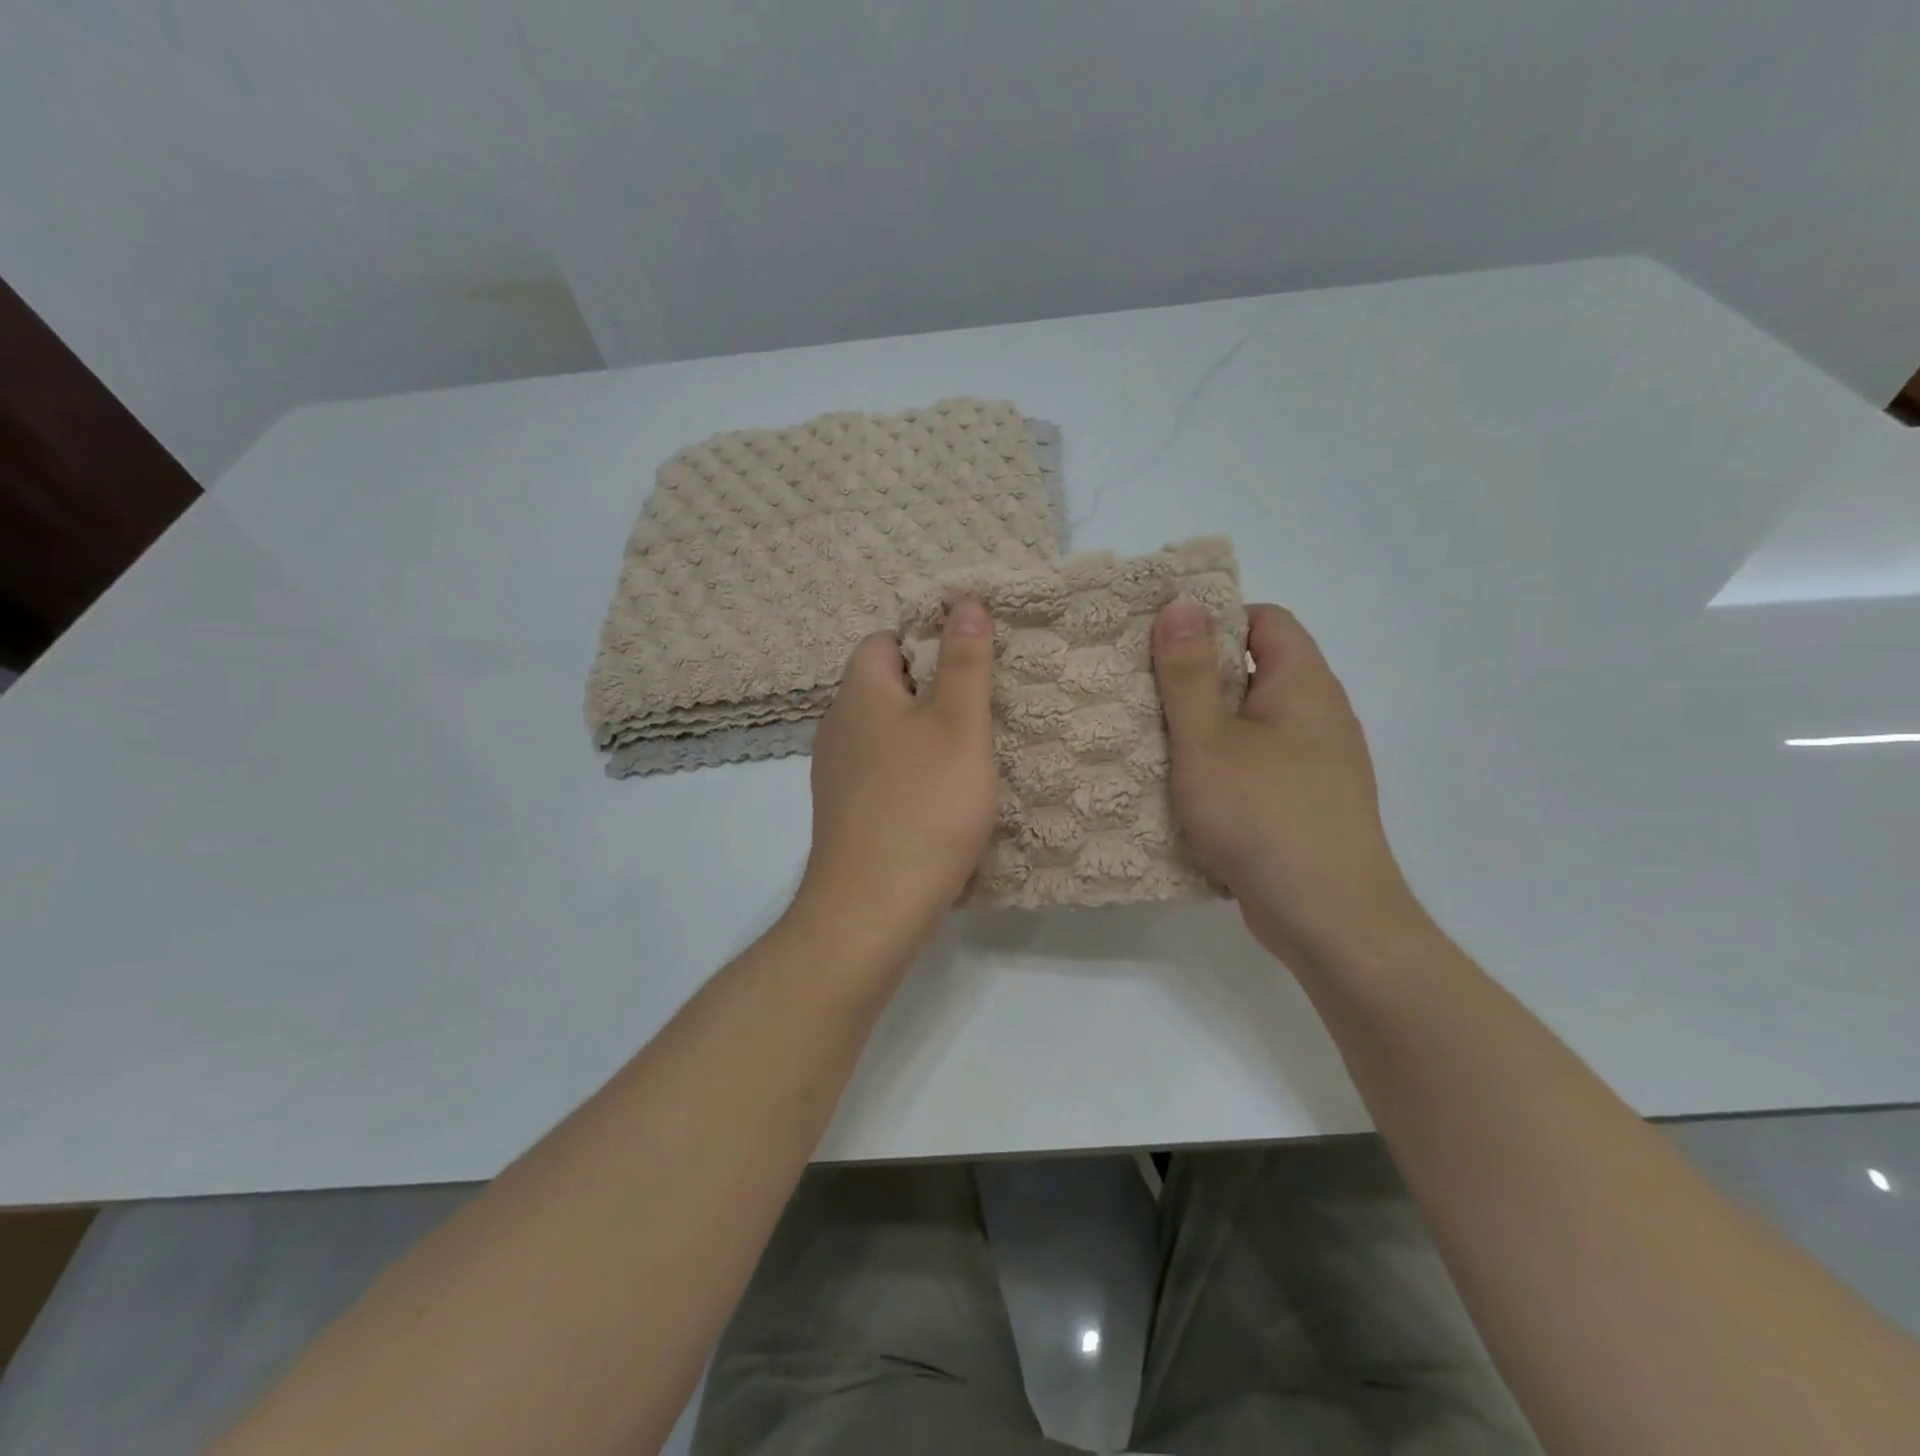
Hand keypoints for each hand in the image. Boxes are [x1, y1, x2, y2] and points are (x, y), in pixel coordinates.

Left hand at [794, 598, 1000, 961]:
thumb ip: (965, 661)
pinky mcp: (845, 814)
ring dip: (925, 737)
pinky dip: (912, 775)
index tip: (971, 661)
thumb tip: (965, 600)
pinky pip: (882, 774)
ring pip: (885, 735)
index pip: (884, 640)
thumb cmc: (924, 805)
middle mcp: (837, 727)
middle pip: (885, 687)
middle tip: (983, 708)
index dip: (926, 640)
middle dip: (933, 690)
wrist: (872, 907)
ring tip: (973, 754)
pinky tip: (944, 800)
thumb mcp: (959, 724)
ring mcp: (836, 775)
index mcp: (859, 694)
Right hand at [1152, 598, 1424, 967]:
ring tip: (1150, 734)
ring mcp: (1317, 761)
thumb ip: (1189, 672)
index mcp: (1303, 684)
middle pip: (1256, 669)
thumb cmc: (1263, 816)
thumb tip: (1180, 601)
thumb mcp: (1208, 741)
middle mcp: (1319, 713)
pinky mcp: (1306, 800)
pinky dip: (1223, 762)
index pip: (1264, 619)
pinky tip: (1185, 785)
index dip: (1214, 619)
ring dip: (1206, 724)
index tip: (1161, 641)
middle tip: (1141, 687)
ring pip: (1253, 721)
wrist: (1329, 917)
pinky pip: (1259, 761)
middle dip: (1199, 675)